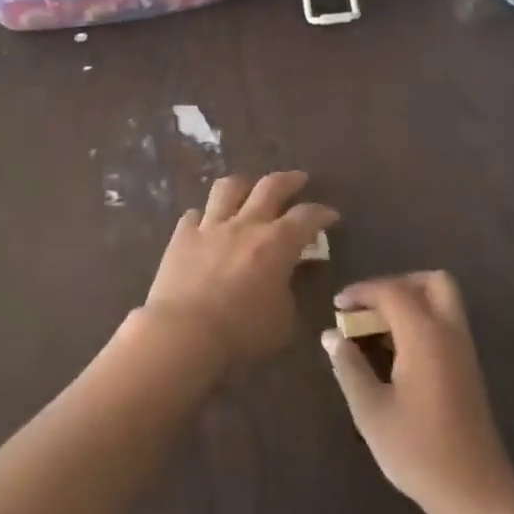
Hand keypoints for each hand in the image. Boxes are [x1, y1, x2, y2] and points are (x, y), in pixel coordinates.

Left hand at [145, 171, 338, 365]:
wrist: (184, 332)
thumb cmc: (241, 333)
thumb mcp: (283, 322)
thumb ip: (290, 295)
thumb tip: (288, 280)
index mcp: (277, 243)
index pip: (307, 216)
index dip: (322, 213)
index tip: (331, 215)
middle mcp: (245, 224)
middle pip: (270, 186)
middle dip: (289, 180)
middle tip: (298, 180)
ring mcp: (211, 226)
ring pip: (228, 188)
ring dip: (243, 185)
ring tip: (248, 189)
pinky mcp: (182, 236)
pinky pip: (194, 215)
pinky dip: (204, 217)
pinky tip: (206, 224)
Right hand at [323, 272, 513, 513]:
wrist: (477, 493)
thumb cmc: (418, 451)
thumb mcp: (371, 411)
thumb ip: (349, 367)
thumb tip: (331, 335)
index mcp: (425, 336)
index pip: (392, 291)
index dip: (362, 291)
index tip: (337, 306)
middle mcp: (449, 333)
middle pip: (431, 282)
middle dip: (396, 284)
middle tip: (368, 307)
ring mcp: (463, 350)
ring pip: (442, 301)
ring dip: (409, 302)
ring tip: (376, 329)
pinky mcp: (468, 368)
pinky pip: (444, 323)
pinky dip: (420, 321)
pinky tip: (395, 352)